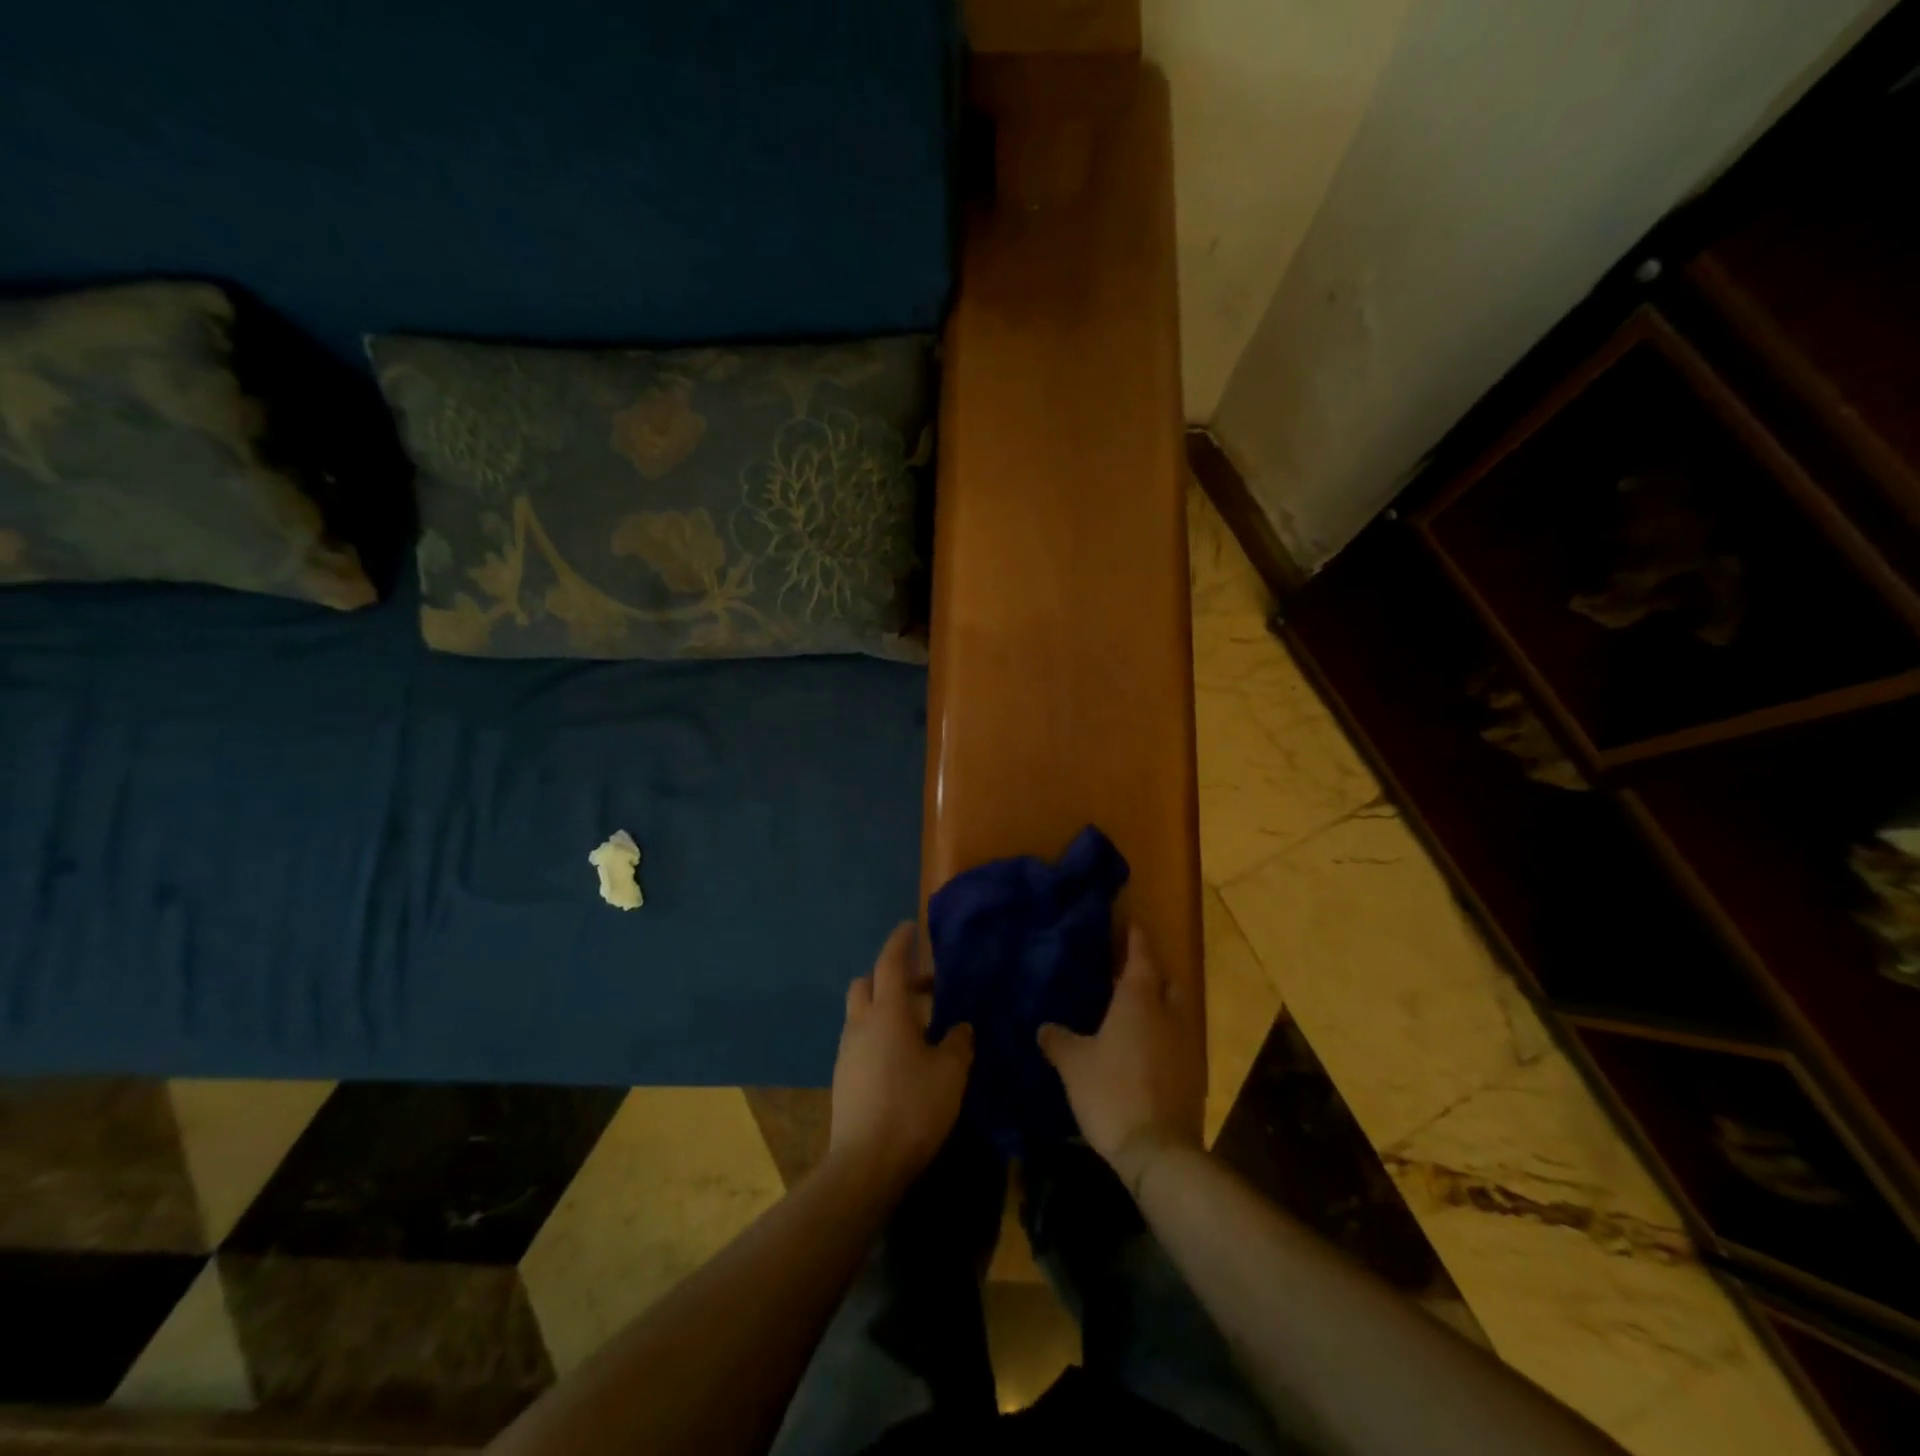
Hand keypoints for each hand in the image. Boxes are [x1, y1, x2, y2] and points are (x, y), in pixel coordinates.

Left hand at [829, 923, 973, 1187]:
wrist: (865, 1163)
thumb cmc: (912, 1108)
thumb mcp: (950, 1074)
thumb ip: (958, 1043)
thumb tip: (960, 1026)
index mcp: (887, 1013)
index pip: (890, 964)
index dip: (900, 943)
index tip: (908, 928)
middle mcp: (861, 1023)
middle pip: (866, 983)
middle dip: (890, 975)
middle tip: (922, 987)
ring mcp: (847, 1050)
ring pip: (861, 1011)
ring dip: (884, 1006)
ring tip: (918, 1025)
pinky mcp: (843, 1075)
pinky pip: (860, 1037)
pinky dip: (878, 1031)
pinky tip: (901, 1056)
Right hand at [1039, 925, 1203, 1194]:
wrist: (1158, 1151)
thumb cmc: (1112, 1092)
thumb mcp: (1074, 1065)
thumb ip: (1058, 1040)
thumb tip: (1044, 1026)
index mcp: (1139, 1001)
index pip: (1141, 957)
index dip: (1136, 940)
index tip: (1132, 924)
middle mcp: (1168, 1014)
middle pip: (1166, 981)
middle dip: (1151, 973)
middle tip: (1128, 973)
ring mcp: (1185, 1045)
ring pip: (1174, 1012)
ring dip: (1158, 1006)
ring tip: (1132, 1012)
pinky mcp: (1193, 1074)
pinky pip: (1177, 1041)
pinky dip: (1162, 1037)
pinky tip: (1143, 1050)